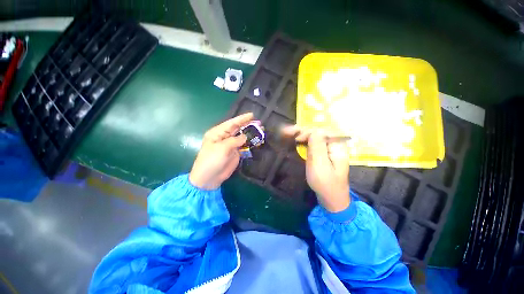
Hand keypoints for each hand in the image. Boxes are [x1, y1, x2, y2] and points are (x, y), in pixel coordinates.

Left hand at [189, 113, 252, 189]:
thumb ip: (234, 140)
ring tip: (261, 130)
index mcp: (218, 133)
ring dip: (251, 134)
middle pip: (238, 129)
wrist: (209, 178)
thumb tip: (245, 136)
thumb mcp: (222, 148)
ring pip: (242, 137)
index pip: (231, 123)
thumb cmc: (211, 160)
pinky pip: (244, 146)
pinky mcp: (235, 153)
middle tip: (259, 123)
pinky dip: (251, 143)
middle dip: (248, 125)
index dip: (242, 119)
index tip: (252, 115)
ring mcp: (231, 145)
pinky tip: (257, 141)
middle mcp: (224, 137)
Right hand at [282, 126, 350, 211]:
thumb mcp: (320, 165)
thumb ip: (318, 146)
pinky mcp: (323, 153)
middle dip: (302, 130)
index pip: (322, 131)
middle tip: (285, 131)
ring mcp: (329, 148)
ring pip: (314, 136)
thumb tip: (314, 130)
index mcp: (338, 145)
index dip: (308, 131)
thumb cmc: (326, 184)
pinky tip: (295, 139)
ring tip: (286, 132)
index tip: (296, 138)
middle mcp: (334, 144)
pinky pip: (312, 143)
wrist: (331, 198)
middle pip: (317, 131)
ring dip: (300, 133)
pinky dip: (302, 140)